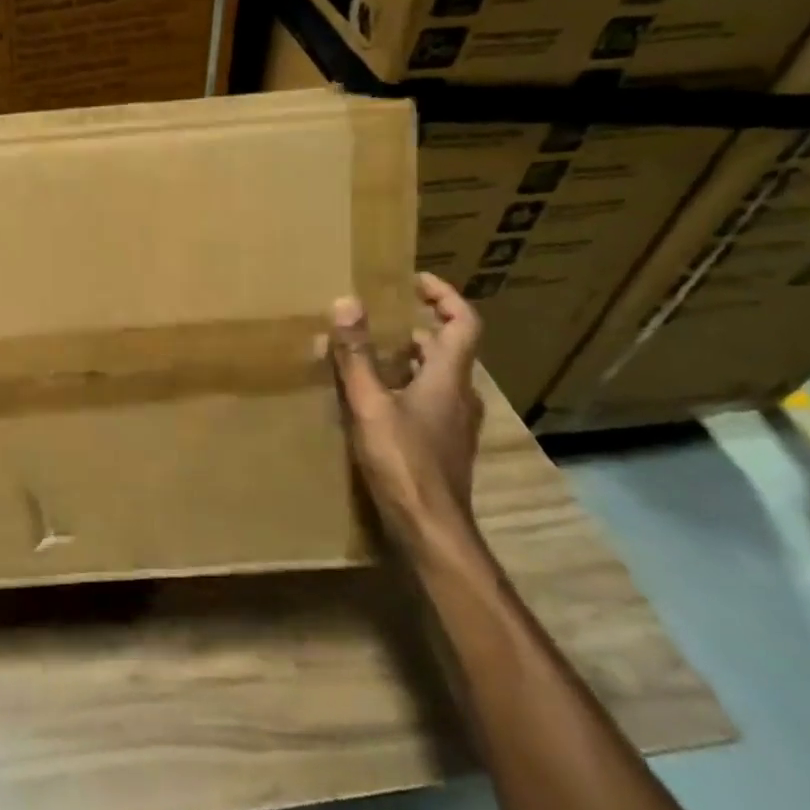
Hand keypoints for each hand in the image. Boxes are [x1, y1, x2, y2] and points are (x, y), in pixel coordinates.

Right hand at [325, 272, 484, 553]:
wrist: (431, 529)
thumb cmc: (403, 462)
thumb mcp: (370, 404)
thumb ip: (357, 355)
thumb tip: (346, 302)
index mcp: (448, 377)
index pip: (463, 322)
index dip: (445, 296)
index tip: (415, 280)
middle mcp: (460, 395)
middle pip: (449, 348)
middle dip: (418, 326)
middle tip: (380, 317)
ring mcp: (455, 423)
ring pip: (438, 376)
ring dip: (411, 358)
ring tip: (371, 353)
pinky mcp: (443, 445)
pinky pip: (429, 400)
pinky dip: (407, 386)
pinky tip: (376, 399)